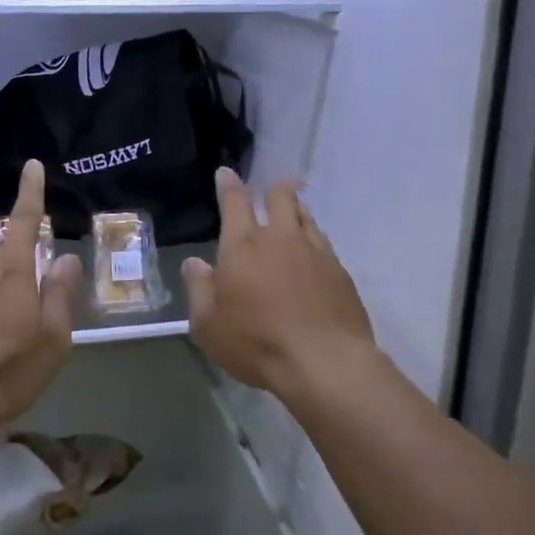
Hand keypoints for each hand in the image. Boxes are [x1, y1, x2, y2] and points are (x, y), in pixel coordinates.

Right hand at [183, 168, 374, 396]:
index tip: (227, 173)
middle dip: (274, 189)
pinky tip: (312, 257)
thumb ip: (199, 290)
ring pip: (307, 217)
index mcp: (243, 246)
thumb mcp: (208, 326)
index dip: (229, 184)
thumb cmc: (256, 343)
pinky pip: (324, 244)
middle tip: (271, 190)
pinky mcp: (340, 272)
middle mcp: (281, 239)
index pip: (235, 202)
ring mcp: (316, 252)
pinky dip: (314, 242)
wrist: (324, 361)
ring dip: (297, 212)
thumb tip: (194, 263)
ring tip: (293, 217)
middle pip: (281, 197)